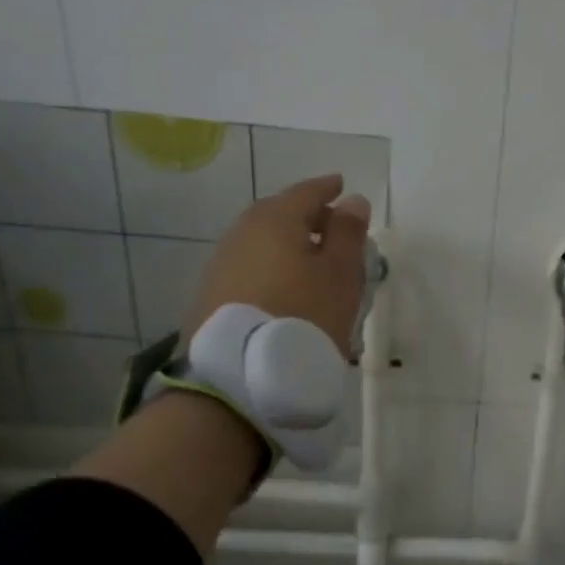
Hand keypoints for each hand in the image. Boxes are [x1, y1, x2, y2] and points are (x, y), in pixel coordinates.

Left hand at [182, 174, 372, 355]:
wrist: (237, 378)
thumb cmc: (303, 315)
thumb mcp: (340, 274)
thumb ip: (348, 234)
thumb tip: (352, 200)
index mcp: (274, 220)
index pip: (305, 192)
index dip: (327, 189)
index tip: (341, 185)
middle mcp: (241, 234)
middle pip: (279, 215)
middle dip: (306, 216)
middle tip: (331, 226)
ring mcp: (221, 266)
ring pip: (262, 243)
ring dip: (288, 245)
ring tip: (312, 261)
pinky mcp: (211, 297)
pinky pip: (250, 268)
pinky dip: (272, 267)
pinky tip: (285, 287)